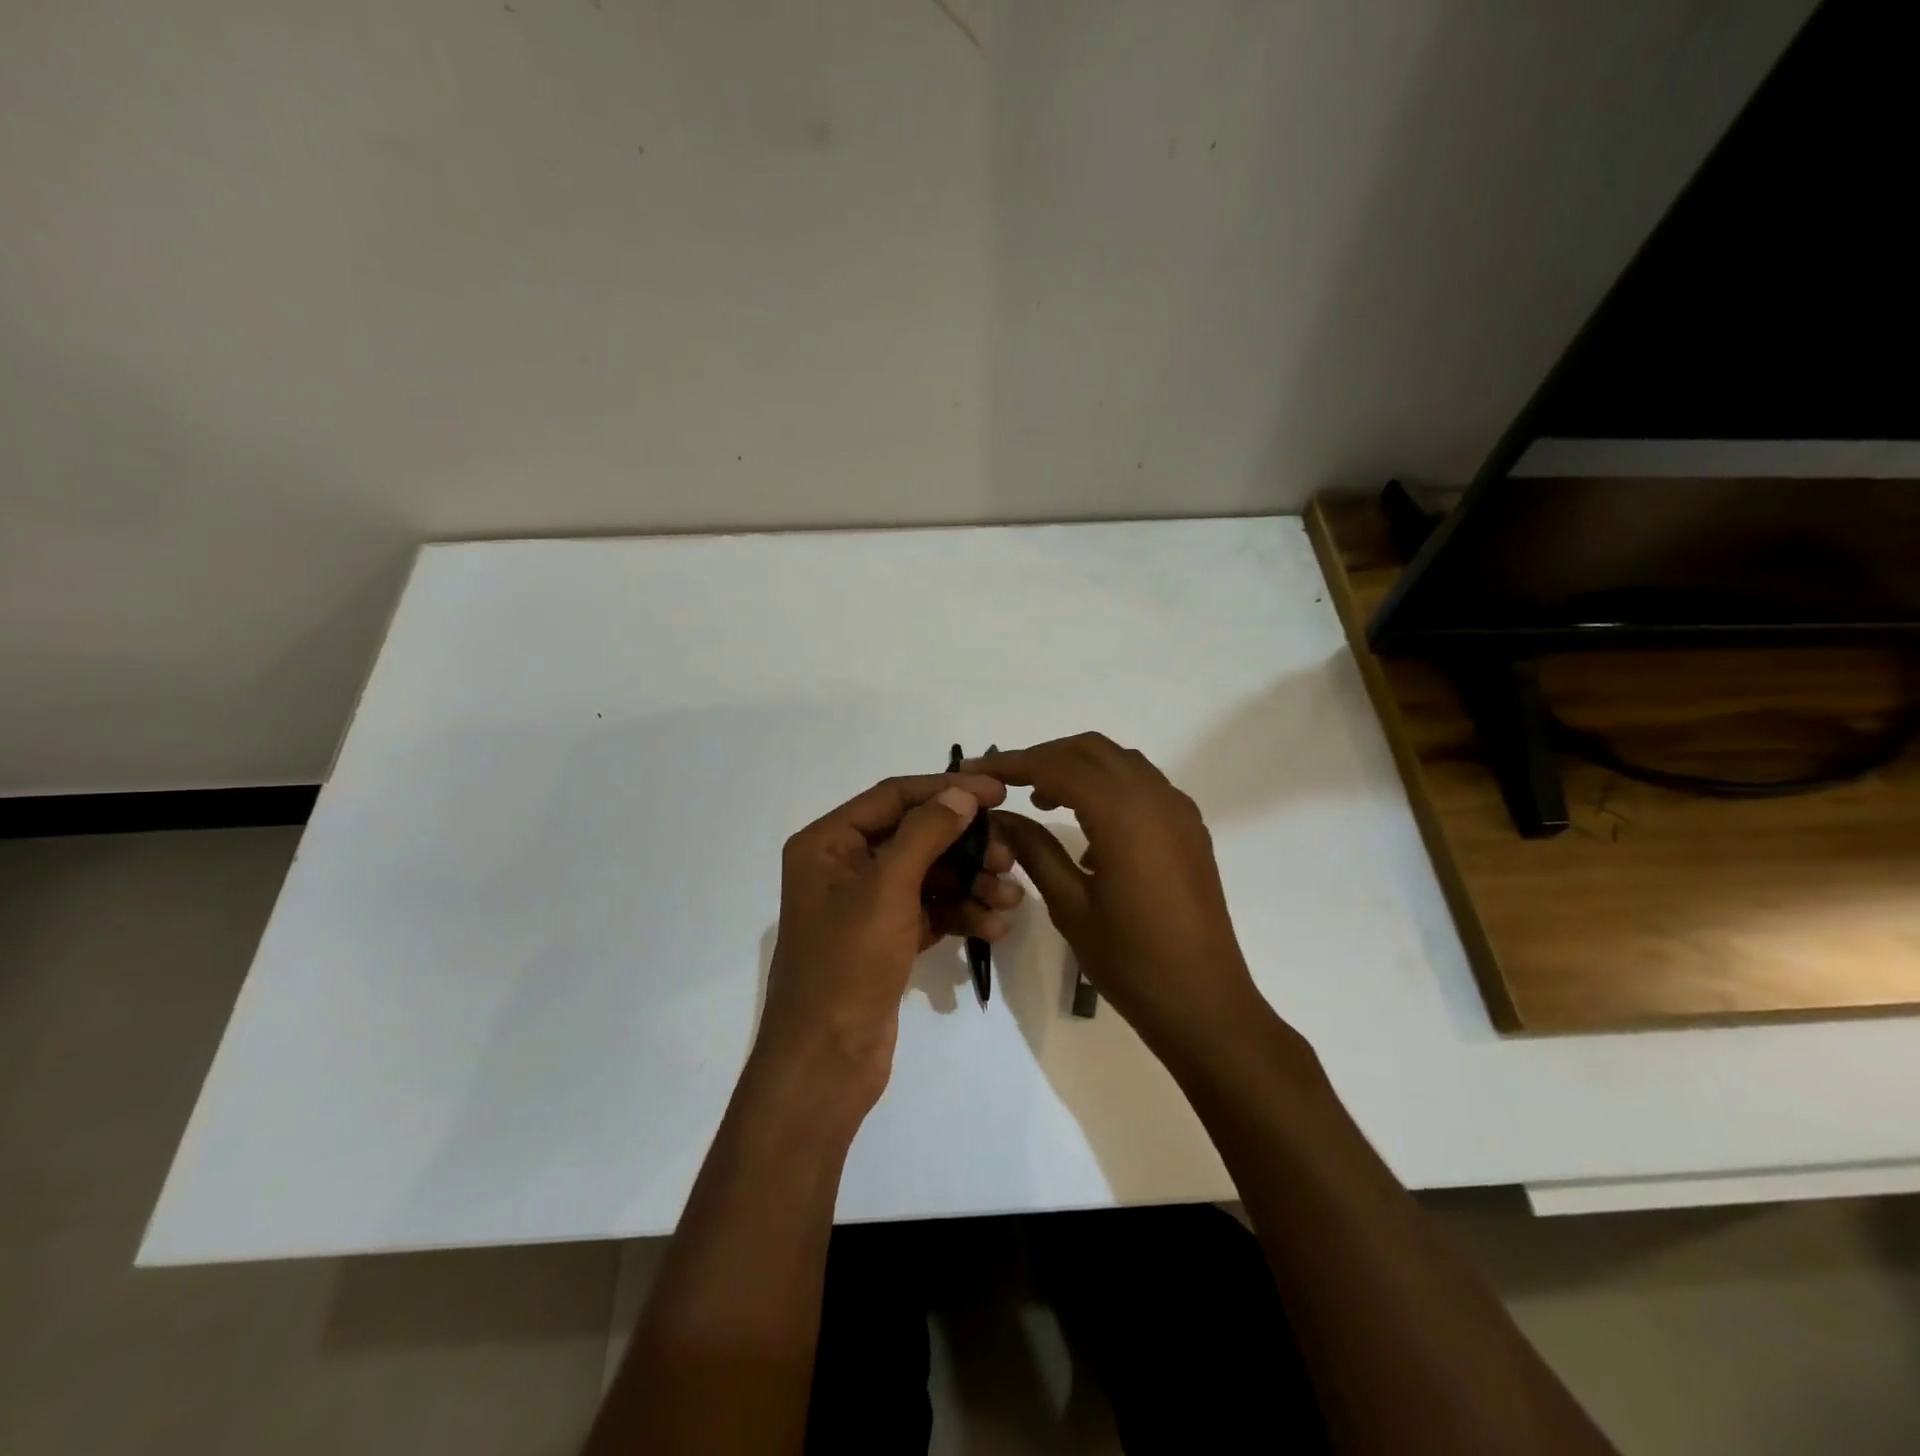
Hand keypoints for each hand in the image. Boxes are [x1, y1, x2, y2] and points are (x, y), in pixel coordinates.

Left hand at [757, 773, 1023, 1105]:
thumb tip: (963, 793)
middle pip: (915, 836)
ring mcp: (865, 905)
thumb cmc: (846, 964)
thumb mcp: (886, 889)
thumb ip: (926, 833)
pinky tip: (995, 928)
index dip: (946, 790)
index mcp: (827, 843)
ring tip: (1010, 899)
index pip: (894, 797)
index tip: (998, 793)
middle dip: (965, 846)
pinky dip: (961, 914)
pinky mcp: (885, 938)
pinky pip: (929, 911)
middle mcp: (843, 866)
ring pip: (928, 876)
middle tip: (1009, 857)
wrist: (825, 1063)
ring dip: (971, 883)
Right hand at [968, 735, 1265, 1058]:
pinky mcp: (1190, 828)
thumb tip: (999, 817)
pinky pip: (1143, 785)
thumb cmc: (1131, 961)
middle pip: (1091, 750)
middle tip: (1005, 782)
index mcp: (1124, 815)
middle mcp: (1156, 798)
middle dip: (1044, 757)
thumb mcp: (1070, 906)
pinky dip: (1108, 786)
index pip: (1058, 766)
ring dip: (1078, 767)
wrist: (1203, 1002)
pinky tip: (1087, 825)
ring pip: (1120, 762)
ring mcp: (1179, 811)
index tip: (974, 771)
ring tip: (1040, 797)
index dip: (1012, 764)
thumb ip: (1034, 850)